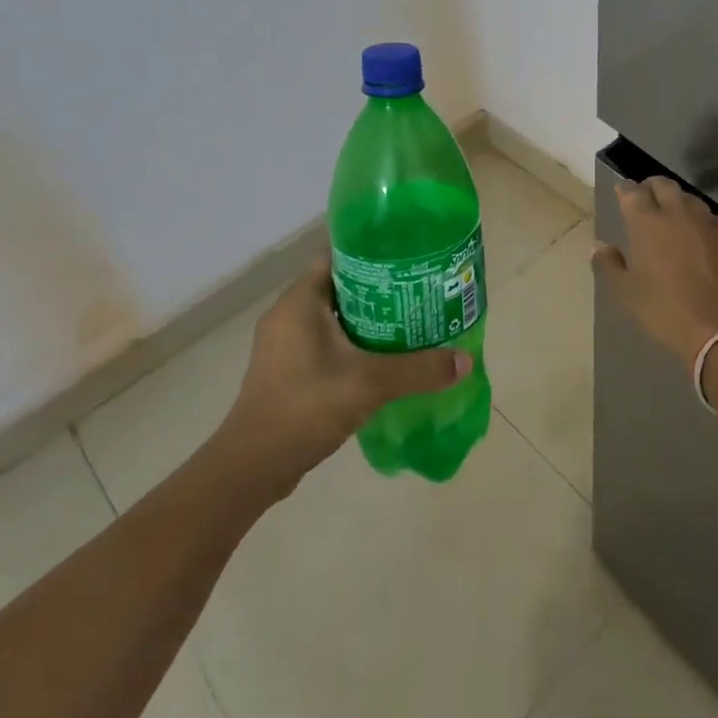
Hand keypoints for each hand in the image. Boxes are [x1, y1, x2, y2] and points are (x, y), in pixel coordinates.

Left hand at [218, 254, 470, 492]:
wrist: (252, 467)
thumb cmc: (305, 407)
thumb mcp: (369, 383)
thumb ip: (418, 369)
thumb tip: (466, 360)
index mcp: (299, 300)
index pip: (338, 255)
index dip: (373, 250)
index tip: (408, 255)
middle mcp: (288, 314)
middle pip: (340, 284)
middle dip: (380, 286)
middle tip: (420, 289)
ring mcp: (284, 344)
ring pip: (334, 316)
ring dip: (369, 317)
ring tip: (411, 320)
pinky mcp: (287, 369)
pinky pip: (326, 341)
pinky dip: (354, 342)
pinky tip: (384, 356)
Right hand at [592, 177, 717, 368]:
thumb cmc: (664, 310)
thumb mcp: (626, 292)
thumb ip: (609, 264)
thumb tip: (598, 246)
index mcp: (647, 223)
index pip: (633, 192)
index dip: (625, 189)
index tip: (621, 191)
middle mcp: (678, 214)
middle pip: (664, 185)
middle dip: (652, 186)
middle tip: (645, 195)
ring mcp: (708, 224)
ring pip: (691, 199)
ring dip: (679, 201)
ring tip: (673, 213)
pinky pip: (715, 219)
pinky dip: (704, 221)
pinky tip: (703, 233)